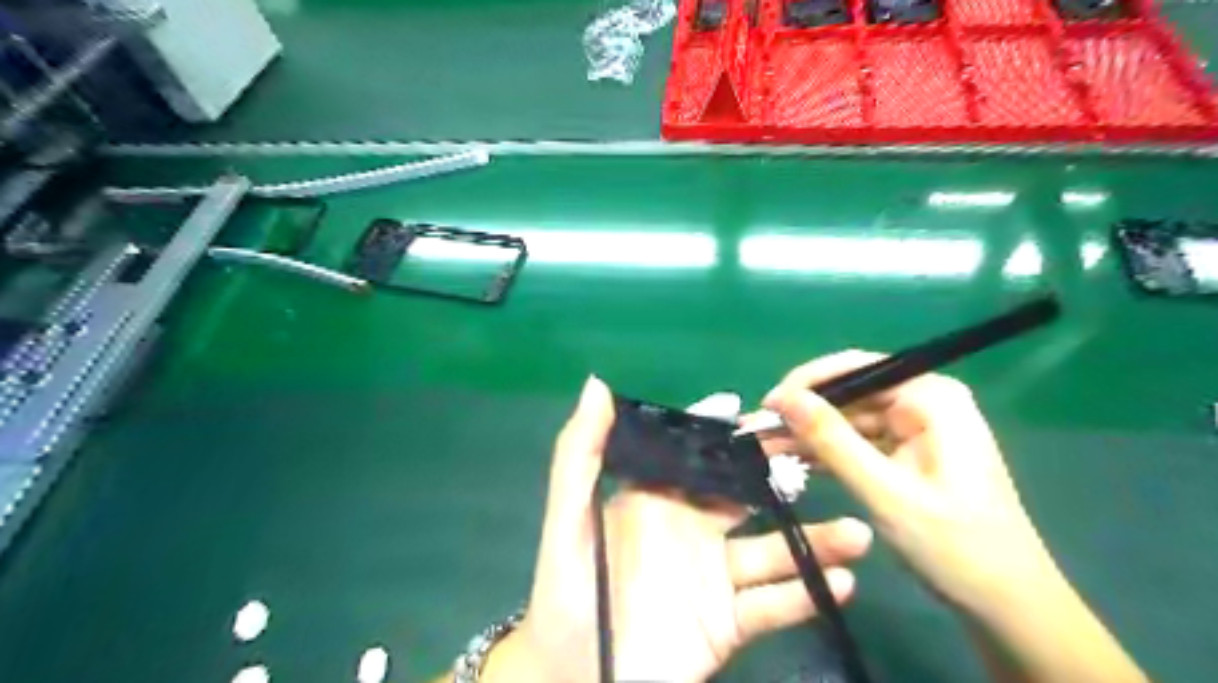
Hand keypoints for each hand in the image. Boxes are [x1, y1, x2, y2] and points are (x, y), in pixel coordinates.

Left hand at [480, 376, 870, 681]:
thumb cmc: (567, 593)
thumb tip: (598, 384)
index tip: (769, 415)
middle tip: (827, 459)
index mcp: (655, 499)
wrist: (573, 681)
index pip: (701, 457)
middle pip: (746, 496)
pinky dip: (805, 595)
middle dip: (783, 477)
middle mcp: (690, 529)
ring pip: (771, 550)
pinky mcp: (727, 623)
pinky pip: (773, 605)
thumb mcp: (568, 519)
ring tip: (856, 533)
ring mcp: (713, 577)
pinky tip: (840, 583)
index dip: (731, 435)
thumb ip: (581, 454)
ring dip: (815, 541)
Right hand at [753, 354, 1057, 621]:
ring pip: (848, 418)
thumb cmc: (954, 545)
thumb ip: (832, 440)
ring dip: (808, 434)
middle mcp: (923, 402)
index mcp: (931, 397)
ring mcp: (915, 427)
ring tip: (762, 446)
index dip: (807, 383)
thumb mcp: (884, 491)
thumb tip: (783, 398)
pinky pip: (857, 441)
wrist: (1006, 604)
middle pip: (849, 393)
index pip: (857, 369)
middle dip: (803, 413)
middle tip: (756, 431)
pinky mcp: (907, 451)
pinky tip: (791, 460)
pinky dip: (826, 452)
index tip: (767, 405)